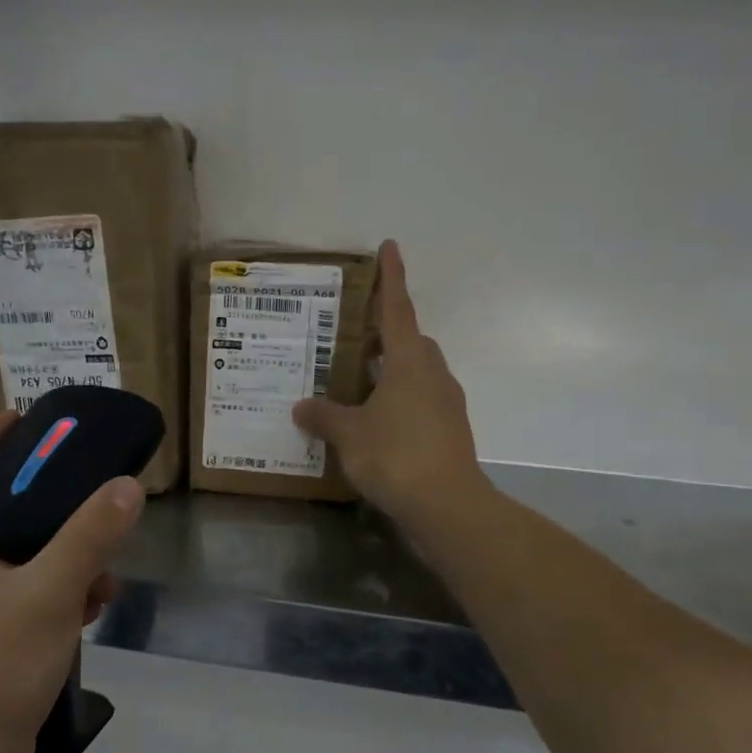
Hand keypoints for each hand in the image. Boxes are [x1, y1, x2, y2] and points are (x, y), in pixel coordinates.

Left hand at [0, 412, 143, 752]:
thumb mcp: (51, 593)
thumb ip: (90, 535)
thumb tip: (127, 485)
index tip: (27, 419)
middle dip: (34, 490)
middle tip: (77, 479)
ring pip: (5, 550)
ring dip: (52, 544)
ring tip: (99, 555)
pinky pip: (13, 588)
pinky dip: (49, 583)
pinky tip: (89, 605)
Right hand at [293, 240, 485, 531]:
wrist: (447, 506)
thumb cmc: (395, 455)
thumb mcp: (349, 434)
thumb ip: (324, 416)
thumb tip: (301, 406)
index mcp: (410, 362)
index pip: (397, 309)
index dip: (391, 277)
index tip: (390, 246)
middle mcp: (433, 375)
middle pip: (410, 342)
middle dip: (386, 336)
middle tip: (353, 342)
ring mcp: (447, 404)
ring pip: (417, 374)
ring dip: (392, 373)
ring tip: (356, 389)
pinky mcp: (450, 431)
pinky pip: (421, 403)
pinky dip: (399, 403)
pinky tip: (375, 426)